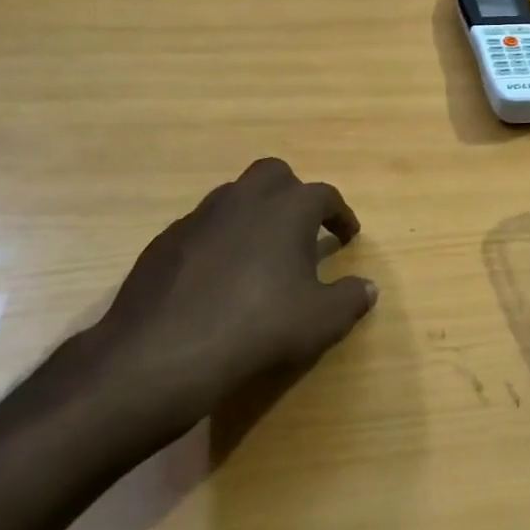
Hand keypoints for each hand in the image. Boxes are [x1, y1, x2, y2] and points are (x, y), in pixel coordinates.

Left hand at [58, 158, 376, 455]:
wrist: (162, 354)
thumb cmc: (257, 328)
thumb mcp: (320, 321)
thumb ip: (350, 299)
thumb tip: (367, 287)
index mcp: (287, 207)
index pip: (324, 196)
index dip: (340, 214)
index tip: (348, 235)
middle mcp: (244, 198)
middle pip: (275, 175)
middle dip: (293, 194)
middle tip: (302, 228)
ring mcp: (200, 216)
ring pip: (235, 197)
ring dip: (253, 214)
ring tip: (261, 253)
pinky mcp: (166, 240)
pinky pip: (203, 227)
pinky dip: (219, 240)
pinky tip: (218, 277)